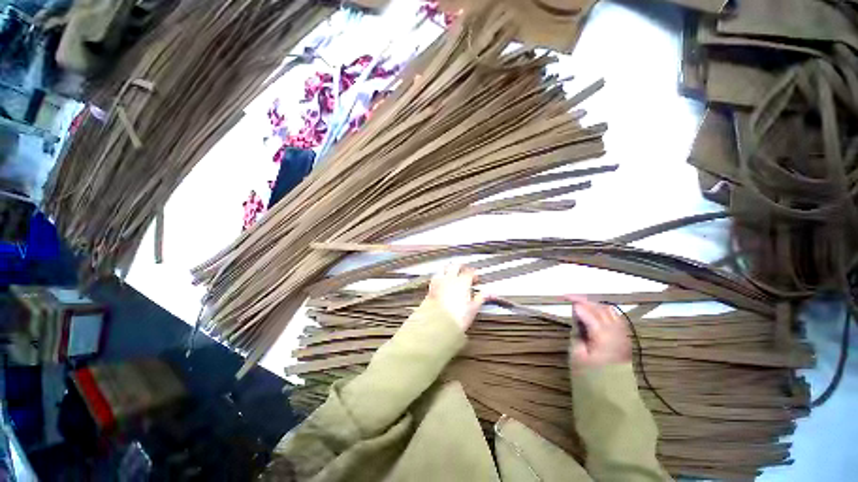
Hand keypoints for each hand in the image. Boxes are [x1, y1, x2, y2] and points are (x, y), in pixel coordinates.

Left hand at [426, 264, 486, 331]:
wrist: (439, 323)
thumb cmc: (456, 317)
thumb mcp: (473, 308)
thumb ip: (480, 298)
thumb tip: (487, 294)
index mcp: (462, 282)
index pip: (469, 272)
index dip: (474, 274)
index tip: (476, 279)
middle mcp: (450, 279)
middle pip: (455, 266)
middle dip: (461, 267)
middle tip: (464, 271)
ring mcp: (439, 283)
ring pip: (443, 269)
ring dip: (448, 270)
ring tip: (451, 274)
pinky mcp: (431, 289)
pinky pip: (435, 278)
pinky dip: (439, 278)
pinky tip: (441, 283)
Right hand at [565, 295, 630, 372]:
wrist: (612, 395)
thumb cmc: (590, 376)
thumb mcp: (577, 354)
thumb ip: (578, 331)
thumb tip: (576, 314)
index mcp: (603, 336)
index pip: (589, 312)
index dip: (576, 303)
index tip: (564, 298)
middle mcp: (617, 332)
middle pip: (600, 309)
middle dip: (585, 301)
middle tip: (570, 298)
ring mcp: (624, 335)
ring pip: (610, 311)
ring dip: (595, 305)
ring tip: (581, 304)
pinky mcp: (625, 338)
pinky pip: (616, 318)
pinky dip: (605, 312)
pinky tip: (595, 312)